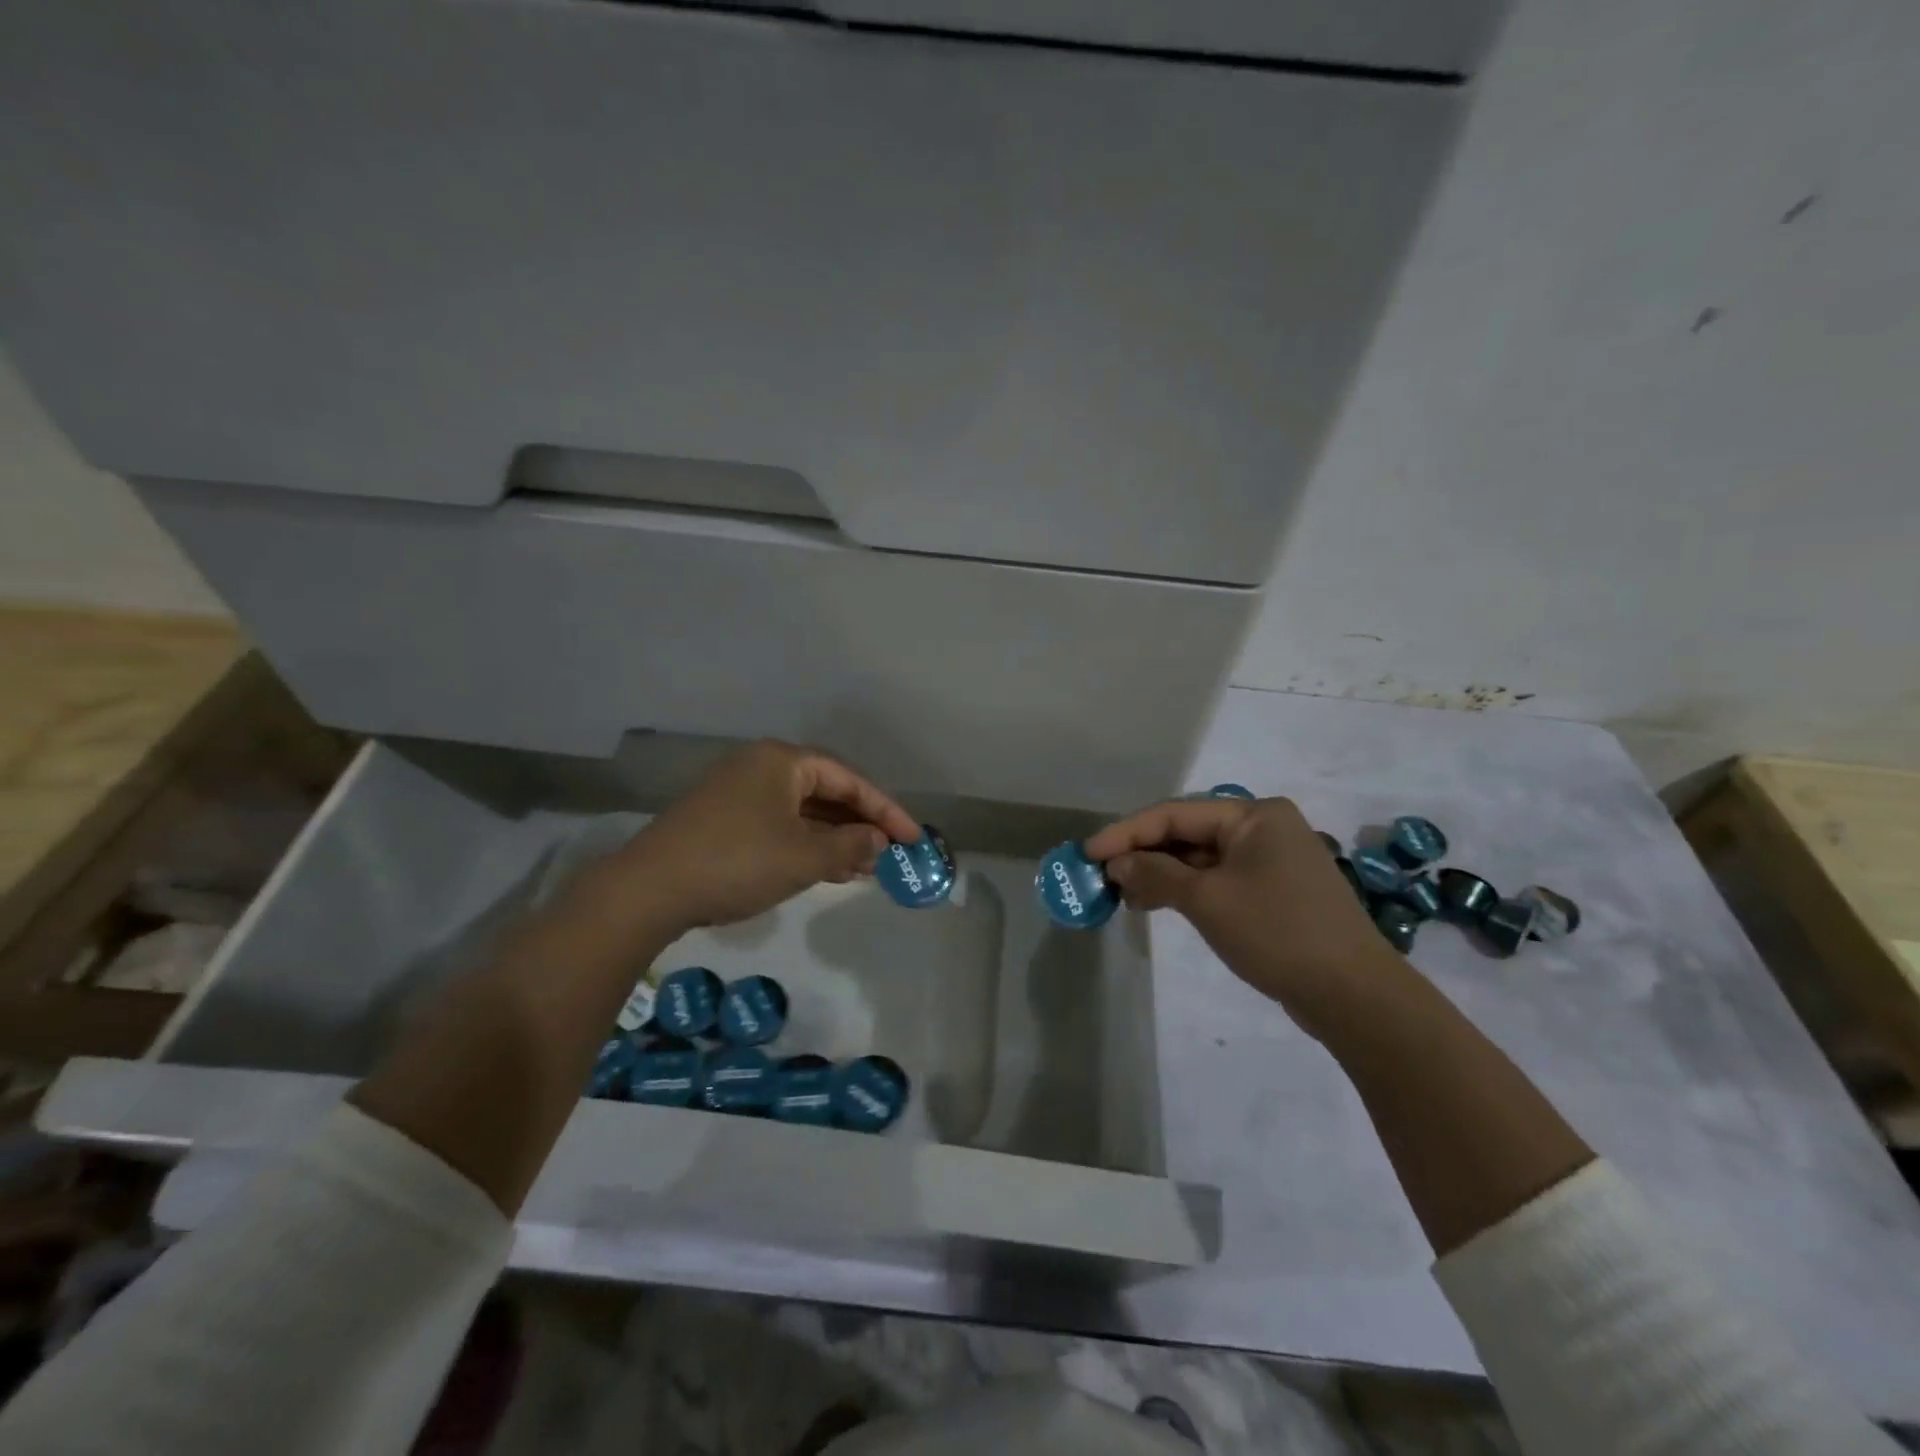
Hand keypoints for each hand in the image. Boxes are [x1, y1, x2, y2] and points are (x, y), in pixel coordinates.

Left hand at [615, 740, 920, 934]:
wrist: (650, 890)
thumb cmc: (738, 862)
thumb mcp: (804, 857)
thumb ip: (850, 846)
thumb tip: (878, 841)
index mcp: (783, 761)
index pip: (849, 779)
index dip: (886, 810)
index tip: (913, 838)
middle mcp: (761, 766)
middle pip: (826, 791)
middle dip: (859, 824)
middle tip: (889, 854)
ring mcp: (738, 792)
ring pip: (802, 811)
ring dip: (834, 838)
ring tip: (864, 868)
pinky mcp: (723, 819)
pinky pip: (779, 824)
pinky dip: (806, 844)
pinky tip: (825, 869)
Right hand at [1083, 796, 1401, 1036]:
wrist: (1354, 995)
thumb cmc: (1277, 932)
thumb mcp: (1207, 900)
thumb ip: (1155, 875)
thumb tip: (1116, 864)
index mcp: (1254, 815)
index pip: (1174, 814)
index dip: (1126, 832)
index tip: (1088, 854)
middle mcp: (1264, 828)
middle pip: (1188, 833)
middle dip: (1143, 854)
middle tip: (1103, 877)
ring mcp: (1272, 860)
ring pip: (1201, 858)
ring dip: (1162, 874)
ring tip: (1125, 896)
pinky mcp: (1275, 891)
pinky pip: (1219, 879)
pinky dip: (1187, 889)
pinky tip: (1159, 904)